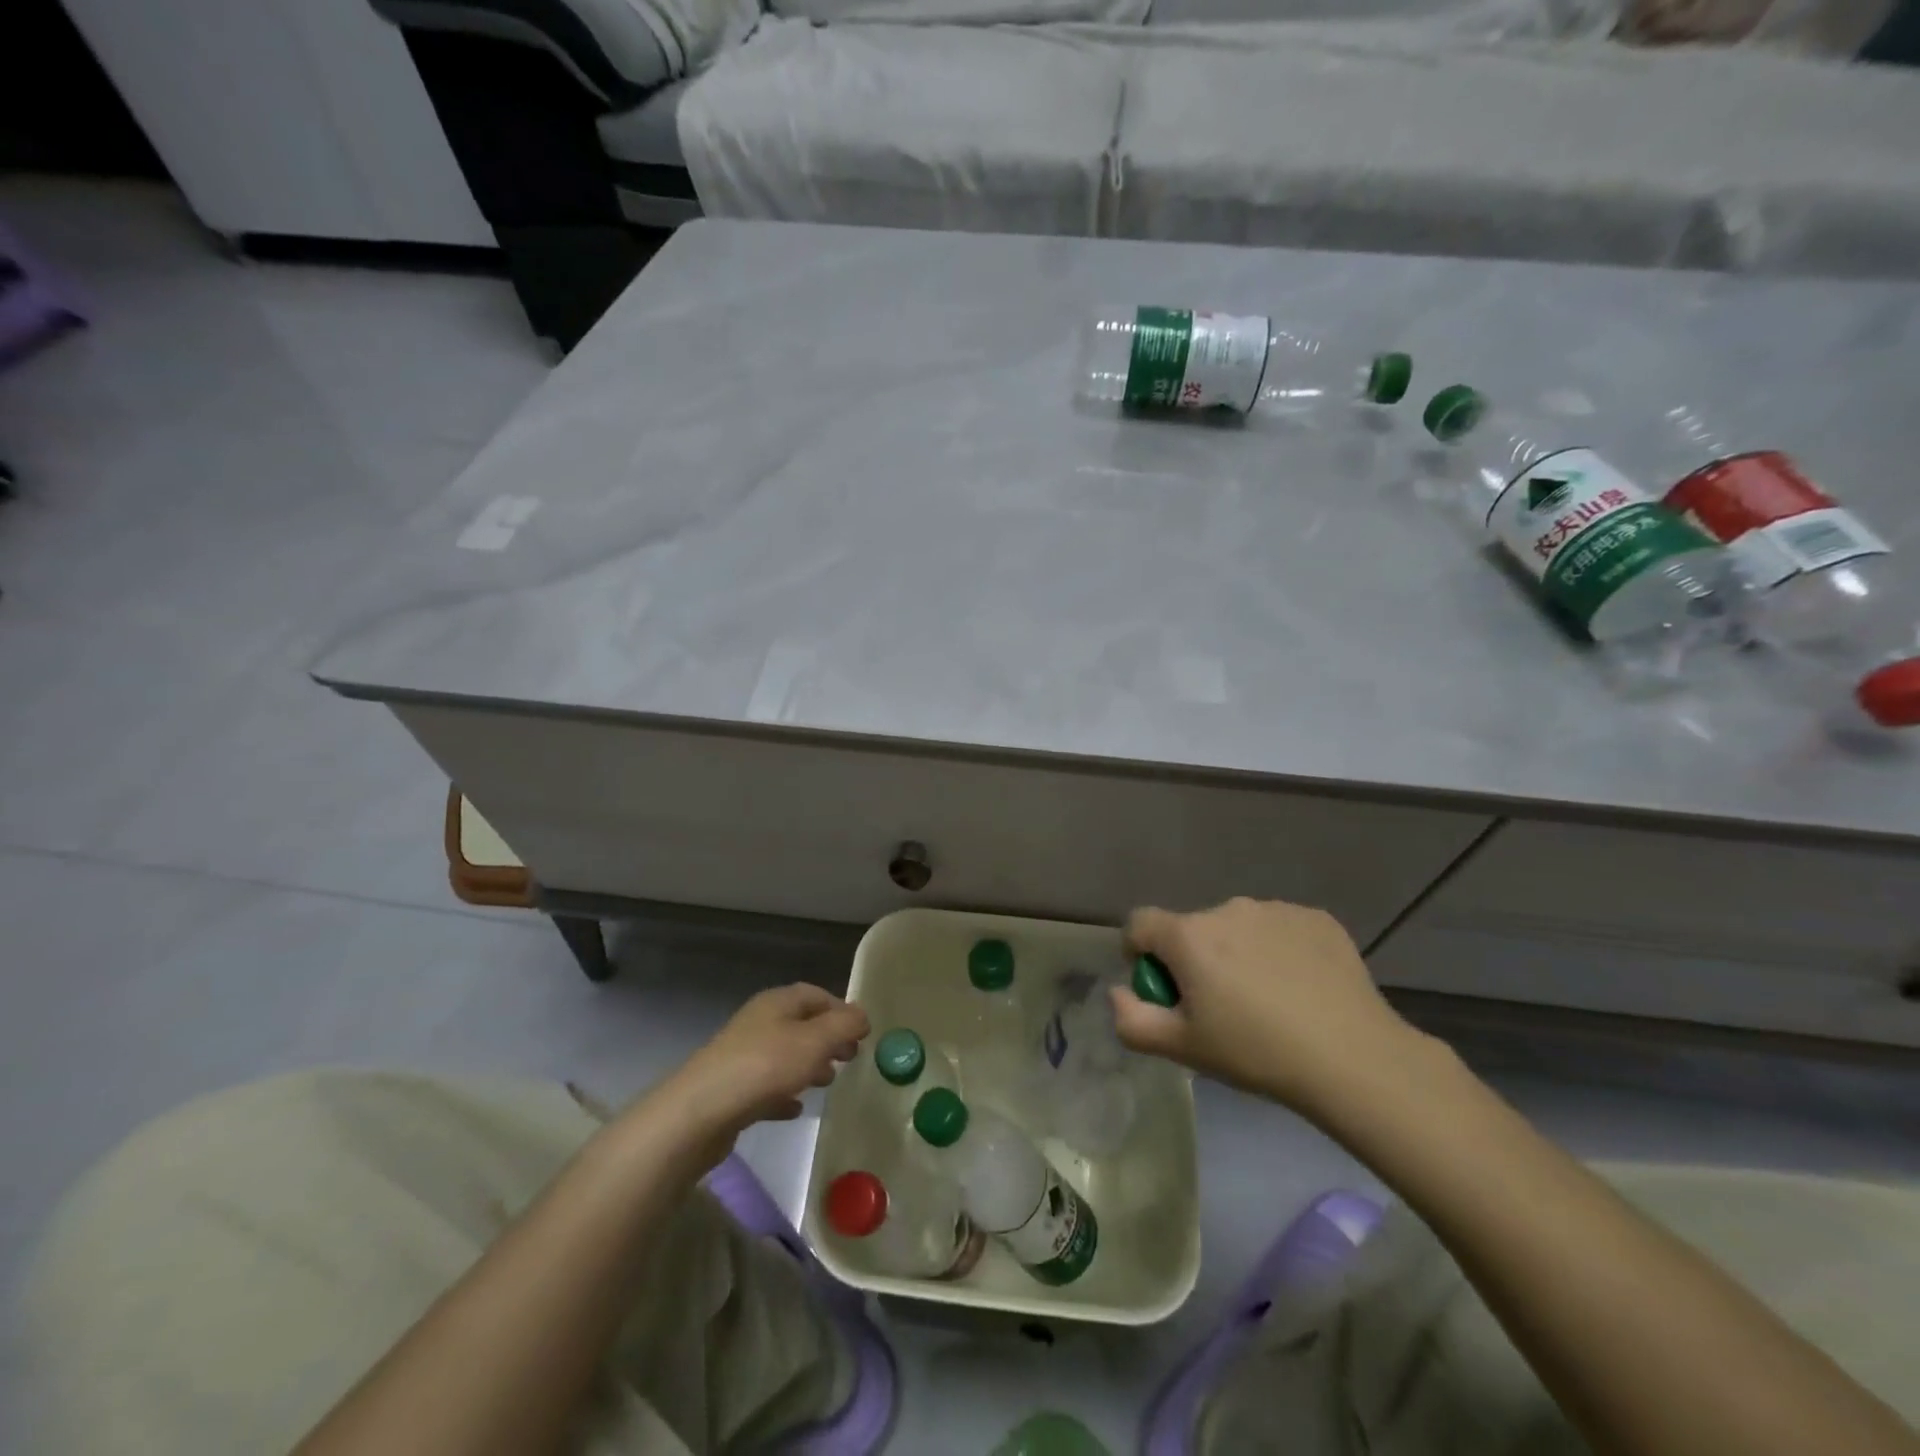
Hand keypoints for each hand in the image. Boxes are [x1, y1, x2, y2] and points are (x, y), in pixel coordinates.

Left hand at [665, 985, 869, 1146]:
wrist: (699, 1113)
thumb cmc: (764, 1067)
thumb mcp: (815, 1041)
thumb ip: (844, 1025)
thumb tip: (863, 1016)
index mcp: (777, 1002)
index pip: (816, 994)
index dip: (841, 1010)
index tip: (862, 1033)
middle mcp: (759, 1022)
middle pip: (801, 1024)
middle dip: (828, 1039)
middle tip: (850, 1058)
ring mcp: (742, 1055)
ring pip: (784, 1054)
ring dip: (808, 1065)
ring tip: (827, 1083)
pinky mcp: (732, 1089)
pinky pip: (766, 1085)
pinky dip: (785, 1093)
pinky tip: (795, 1109)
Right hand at [1114, 897, 1424, 1119]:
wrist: (1353, 1057)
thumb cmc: (1256, 1052)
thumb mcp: (1183, 1048)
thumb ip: (1132, 1019)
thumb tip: (1117, 991)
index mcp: (1188, 936)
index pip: (1139, 924)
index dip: (1140, 954)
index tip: (1164, 988)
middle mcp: (1226, 909)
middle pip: (1191, 929)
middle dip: (1194, 959)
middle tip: (1221, 1007)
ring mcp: (1274, 909)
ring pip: (1237, 927)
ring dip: (1237, 952)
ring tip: (1268, 999)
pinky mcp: (1315, 918)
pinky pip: (1279, 928)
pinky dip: (1279, 950)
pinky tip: (1301, 987)